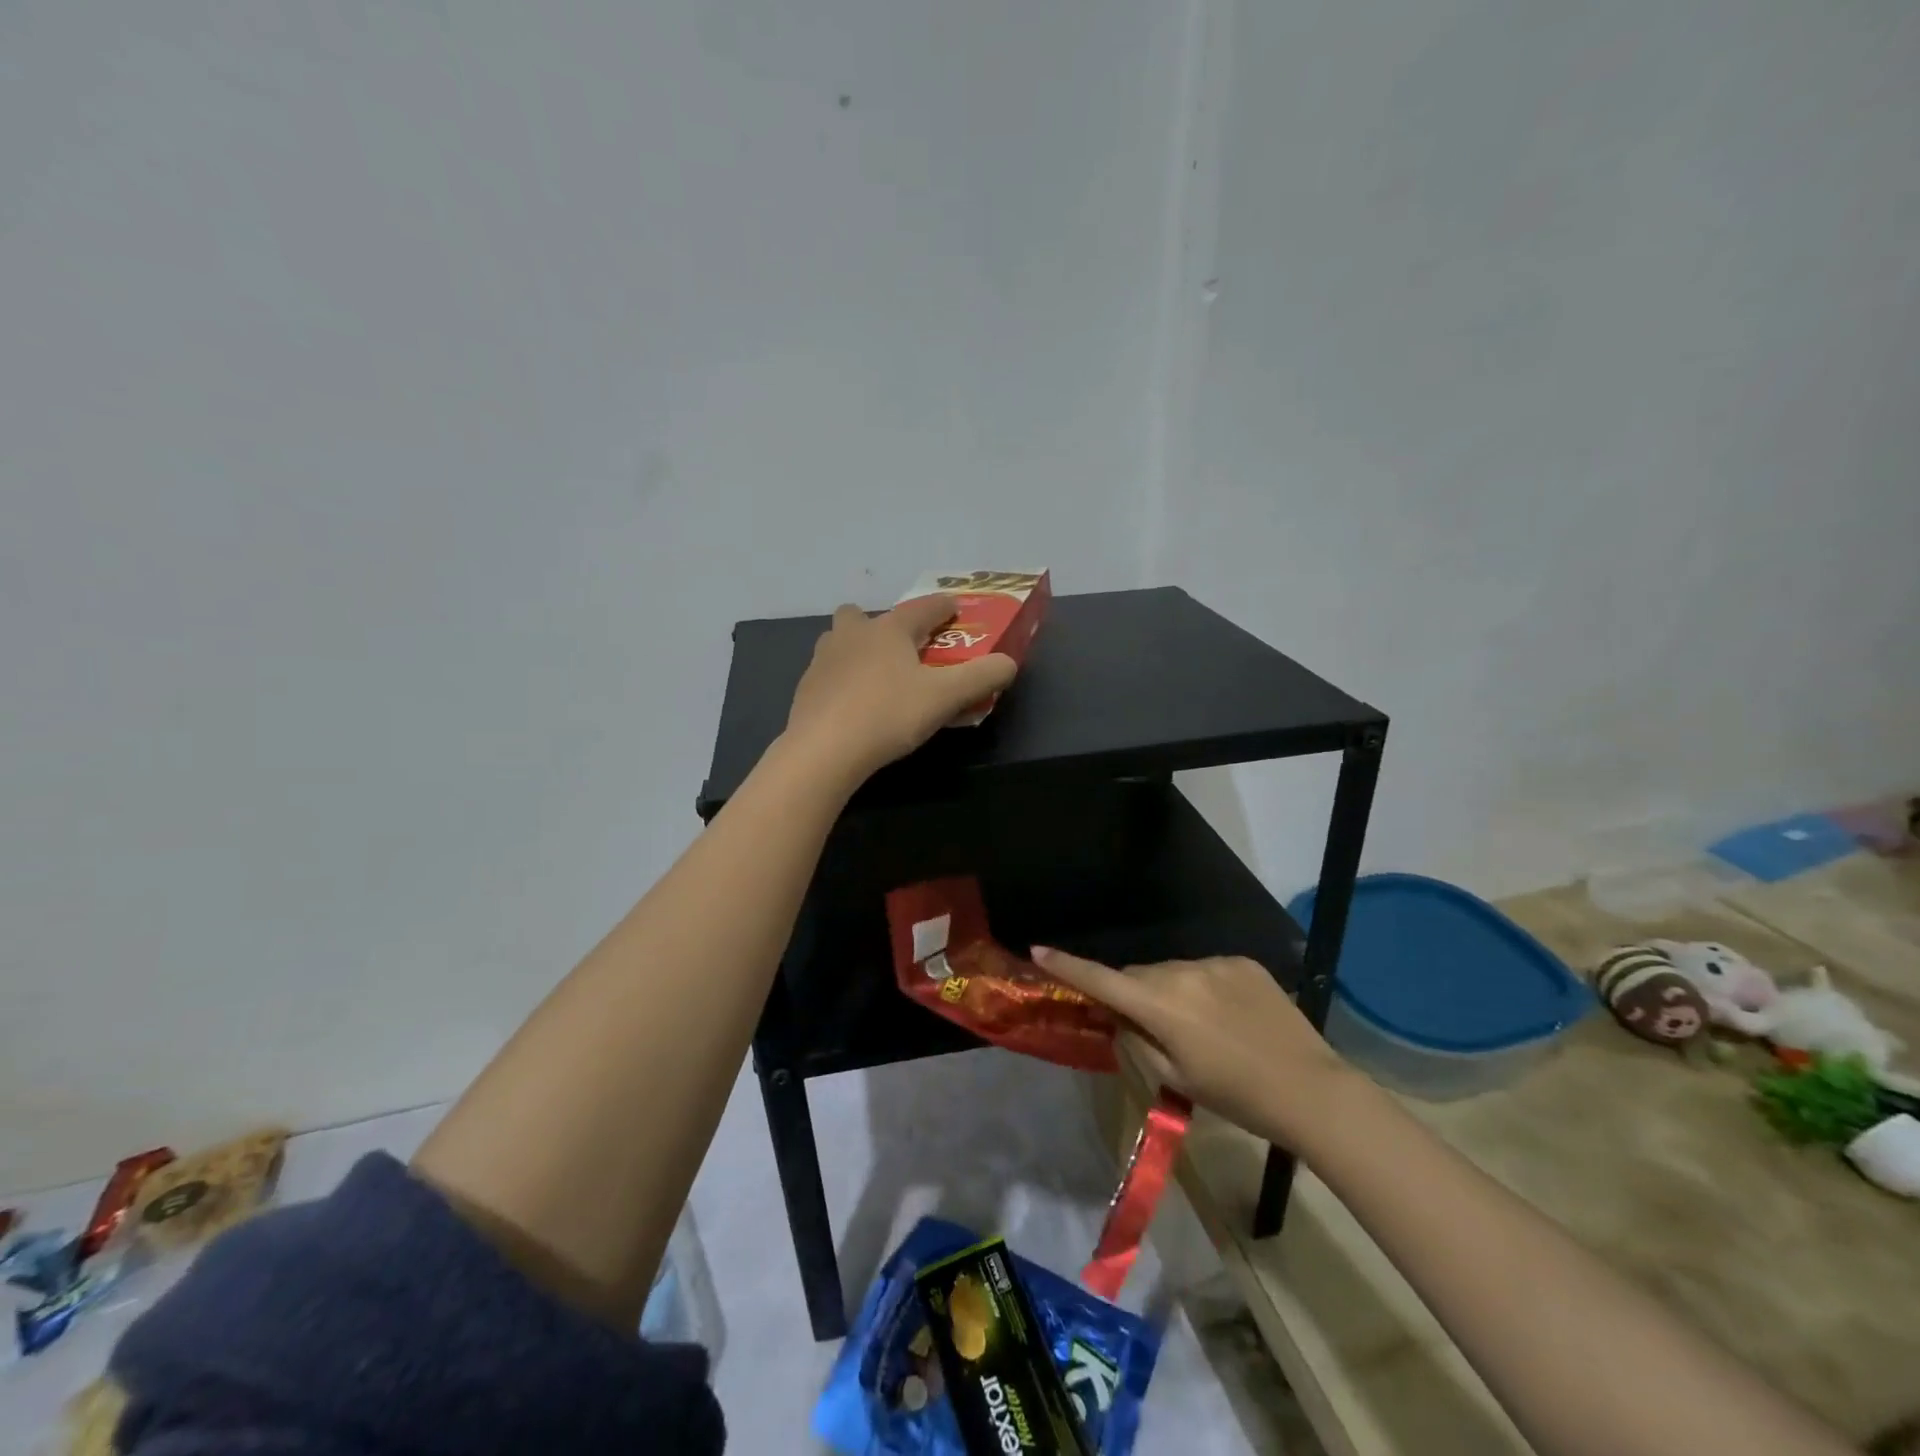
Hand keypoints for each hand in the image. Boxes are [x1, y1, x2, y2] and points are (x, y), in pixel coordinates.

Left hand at [784, 596, 1017, 781]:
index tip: (954, 609)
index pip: (921, 608)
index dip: (942, 607)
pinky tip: (853, 705)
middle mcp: (851, 635)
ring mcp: (822, 661)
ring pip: (839, 641)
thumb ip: (981, 677)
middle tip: (902, 648)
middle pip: (863, 615)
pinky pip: (828, 674)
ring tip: (876, 676)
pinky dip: (843, 680)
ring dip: (857, 649)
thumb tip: (1009, 662)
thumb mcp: (945, 697)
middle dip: (883, 625)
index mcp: (887, 630)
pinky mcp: (806, 689)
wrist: (823, 750)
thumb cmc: (888, 714)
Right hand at [1030, 948, 1352, 1149]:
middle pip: (1139, 974)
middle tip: (1146, 1024)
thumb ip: (1138, 1040)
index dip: (1067, 966)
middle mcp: (1183, 973)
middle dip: (1132, 992)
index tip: (1038, 950)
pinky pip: (1205, 969)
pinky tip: (1228, 1017)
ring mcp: (1215, 963)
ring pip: (1172, 971)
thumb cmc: (1237, 1096)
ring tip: (1198, 1027)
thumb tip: (1119, 1016)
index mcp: (1162, 1006)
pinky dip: (1202, 987)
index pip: (1102, 980)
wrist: (1311, 1090)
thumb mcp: (1176, 1078)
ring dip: (1169, 990)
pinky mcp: (1242, 962)